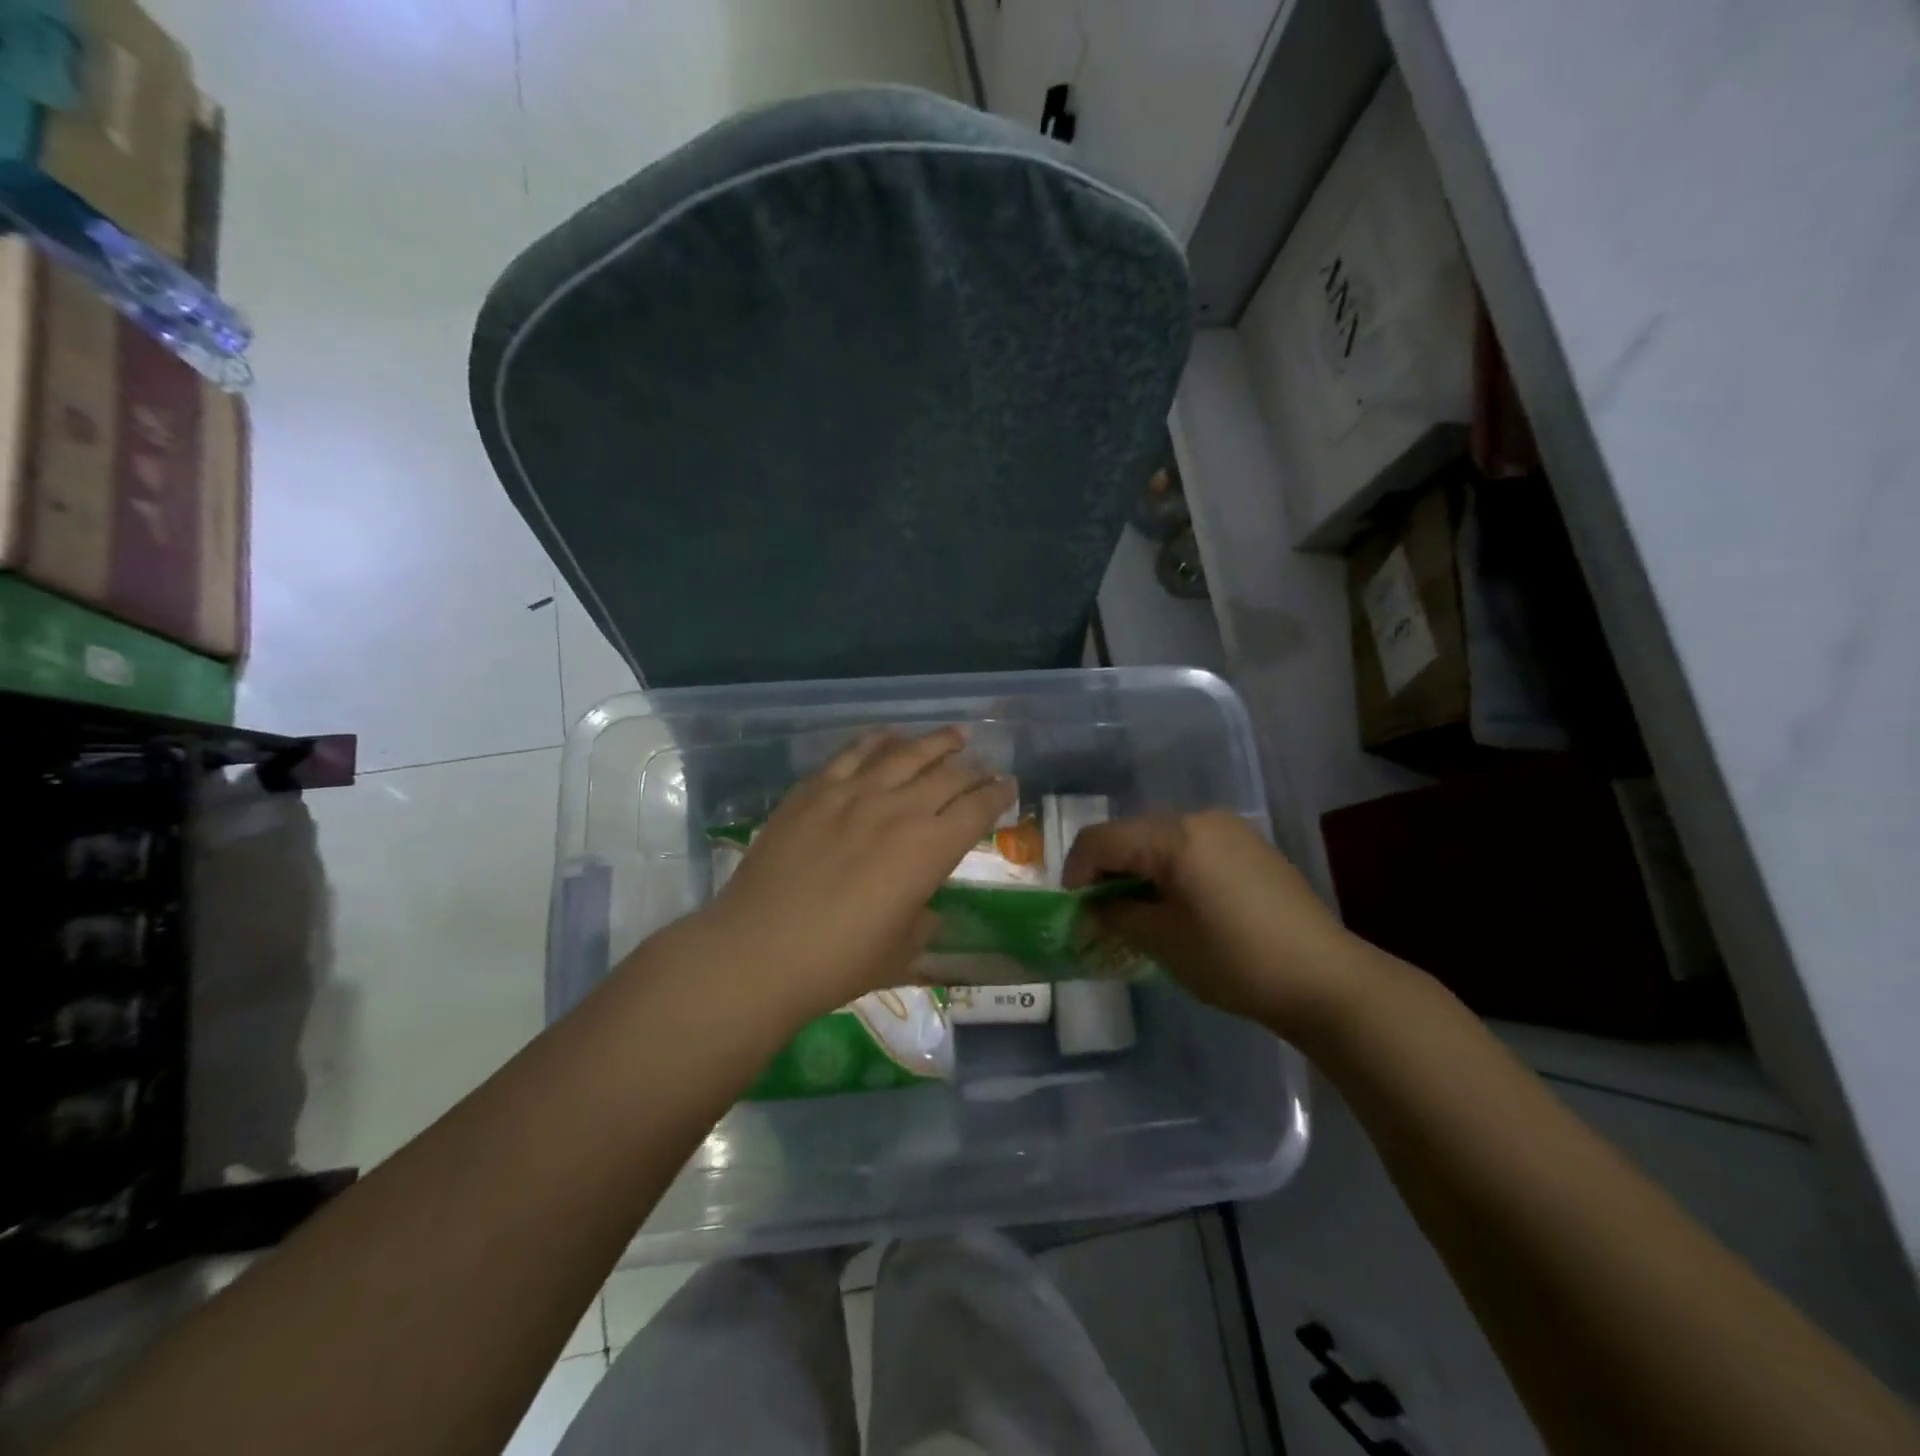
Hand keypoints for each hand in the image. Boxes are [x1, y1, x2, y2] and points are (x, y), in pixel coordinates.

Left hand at [703, 728, 1016, 1019]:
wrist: (759, 951)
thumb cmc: (838, 963)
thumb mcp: (901, 952)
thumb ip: (923, 922)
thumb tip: (925, 909)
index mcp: (929, 849)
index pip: (977, 809)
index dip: (999, 795)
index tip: (1009, 786)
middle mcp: (899, 809)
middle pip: (949, 775)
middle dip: (975, 769)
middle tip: (986, 766)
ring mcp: (853, 793)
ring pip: (905, 754)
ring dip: (936, 742)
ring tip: (954, 735)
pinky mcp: (813, 790)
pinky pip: (853, 753)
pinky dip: (877, 740)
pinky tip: (889, 735)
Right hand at [1062, 810, 1367, 1035]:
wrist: (1325, 979)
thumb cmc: (1234, 960)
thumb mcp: (1162, 941)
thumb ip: (1116, 915)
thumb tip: (1093, 907)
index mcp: (1174, 836)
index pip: (1101, 839)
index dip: (1076, 872)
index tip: (1075, 910)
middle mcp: (1200, 819)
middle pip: (1131, 834)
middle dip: (1108, 871)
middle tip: (1105, 915)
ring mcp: (1230, 830)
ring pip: (1161, 840)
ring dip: (1140, 870)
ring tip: (1143, 913)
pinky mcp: (1251, 846)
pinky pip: (1193, 847)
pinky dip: (1172, 869)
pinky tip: (1183, 906)